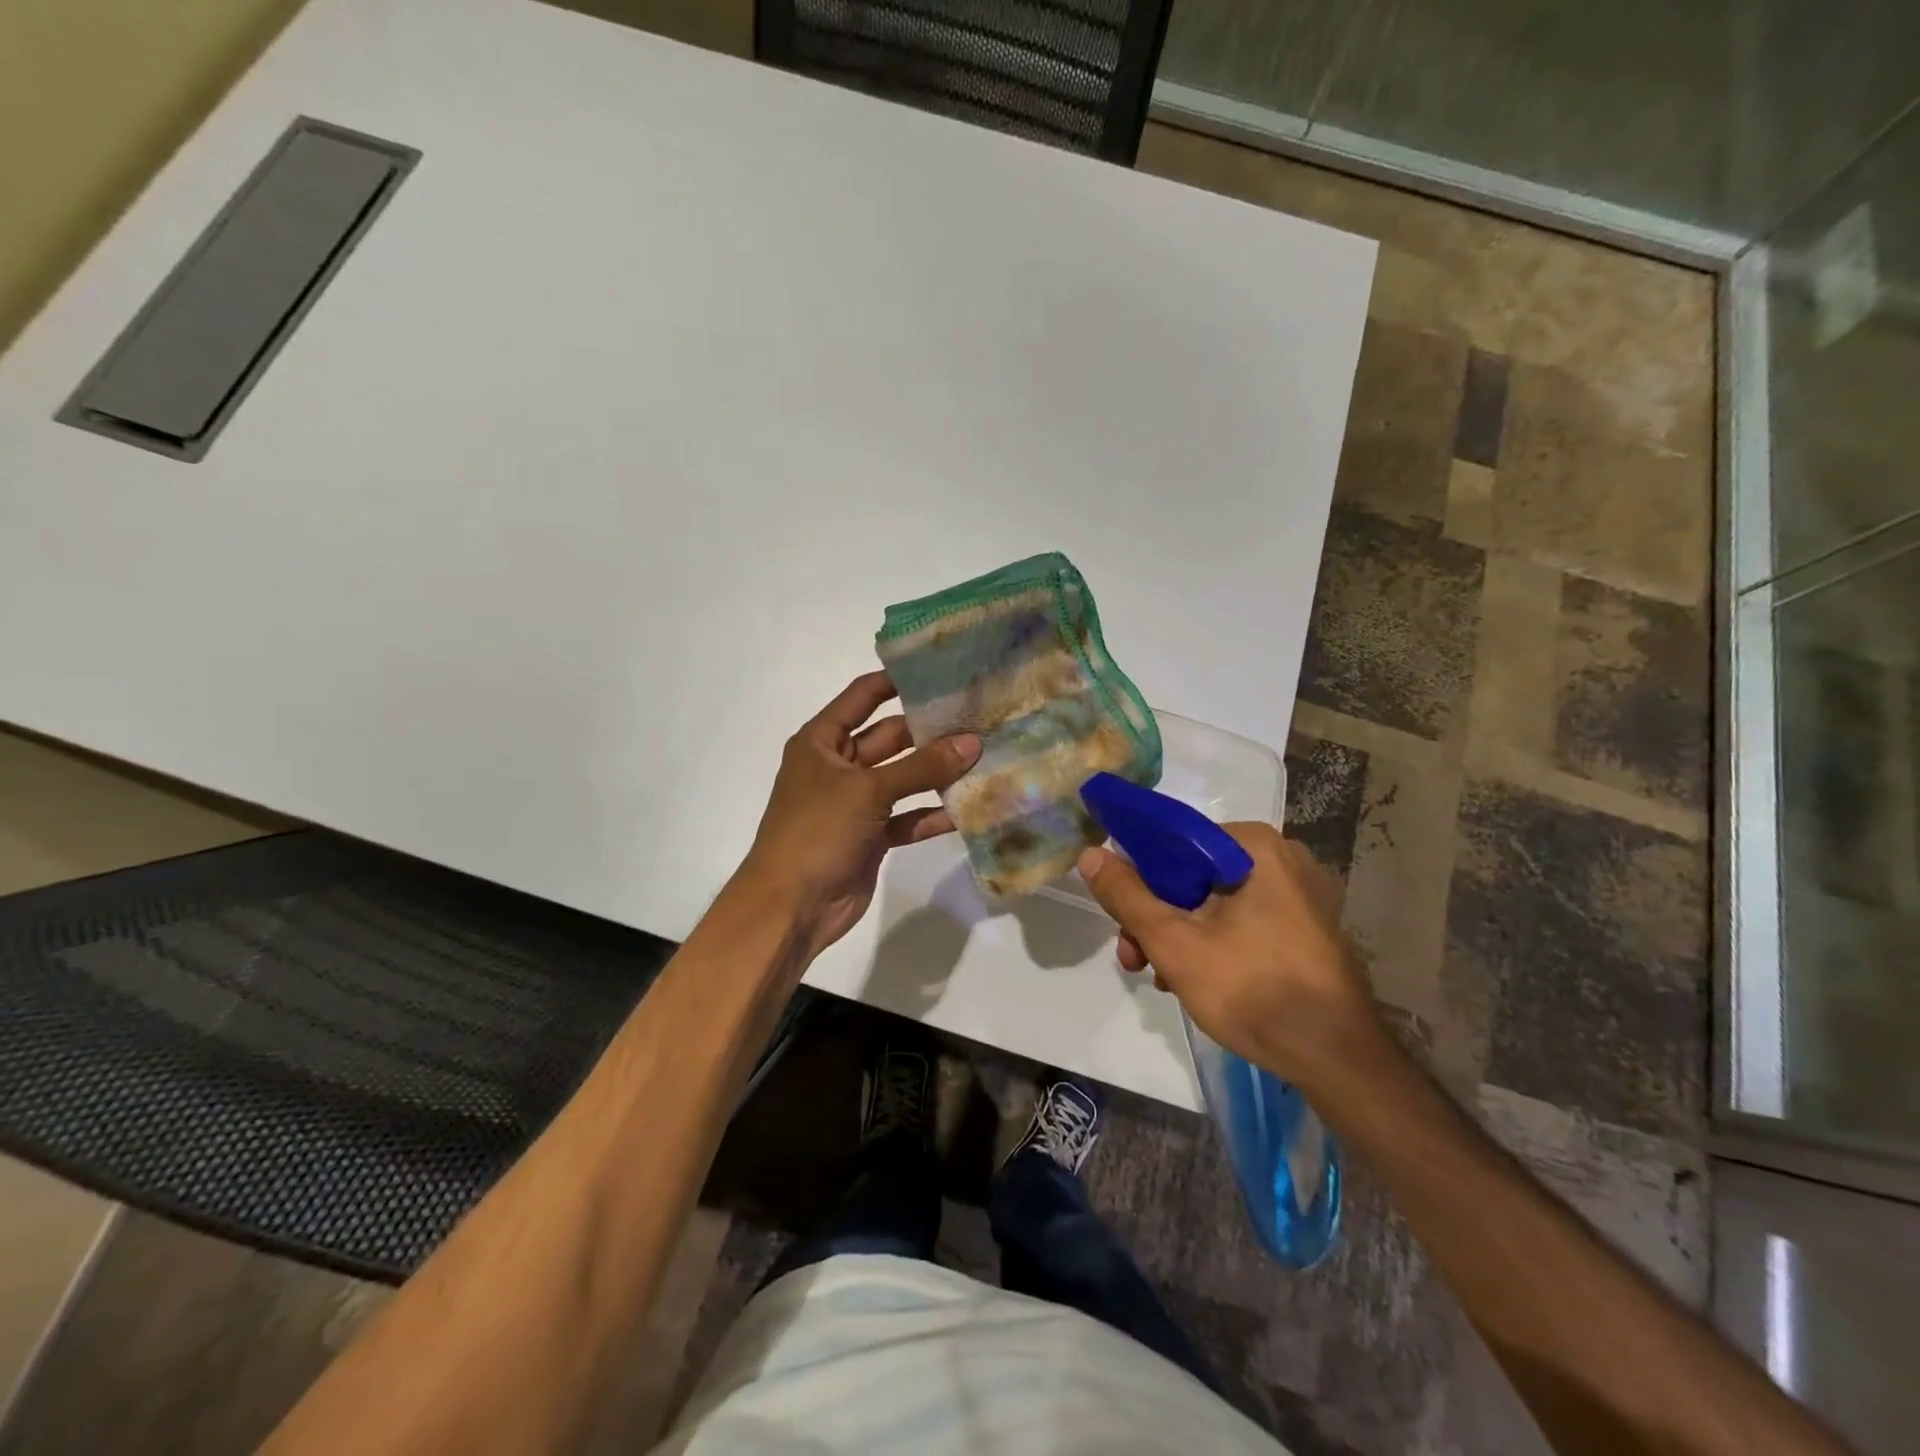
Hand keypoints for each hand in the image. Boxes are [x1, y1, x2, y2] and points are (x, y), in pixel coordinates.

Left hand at [741, 671, 980, 959]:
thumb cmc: (817, 831)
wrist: (791, 907)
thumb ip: (922, 766)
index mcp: (822, 741)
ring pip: (903, 779)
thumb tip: (973, 742)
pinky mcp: (872, 836)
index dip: (897, 682)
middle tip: (979, 718)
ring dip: (937, 773)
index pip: (862, 697)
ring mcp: (856, 803)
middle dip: (930, 732)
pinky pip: (907, 816)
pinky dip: (932, 813)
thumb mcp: (868, 790)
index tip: (942, 671)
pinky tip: (969, 808)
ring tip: (984, 757)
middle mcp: (838, 766)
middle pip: (890, 738)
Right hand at [1077, 823, 1379, 1089]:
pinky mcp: (1304, 924)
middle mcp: (1280, 857)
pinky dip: (1210, 940)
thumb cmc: (1254, 992)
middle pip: (1191, 873)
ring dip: (1177, 932)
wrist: (1337, 1061)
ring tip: (1158, 977)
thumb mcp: (1175, 944)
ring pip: (1212, 898)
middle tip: (1133, 956)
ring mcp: (1297, 892)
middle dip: (1155, 915)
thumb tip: (1090, 854)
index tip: (1118, 912)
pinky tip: (1192, 978)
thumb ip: (1127, 897)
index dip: (1136, 871)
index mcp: (1254, 846)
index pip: (1174, 839)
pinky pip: (1240, 917)